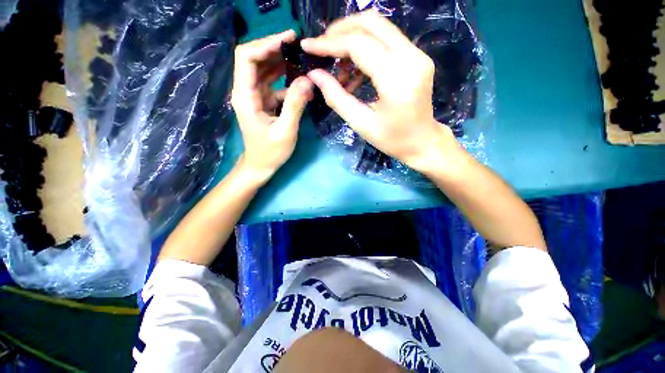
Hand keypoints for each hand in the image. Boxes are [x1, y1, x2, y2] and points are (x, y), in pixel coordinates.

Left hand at [231, 30, 313, 182]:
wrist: (261, 165)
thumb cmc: (270, 152)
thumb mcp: (285, 131)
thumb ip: (295, 105)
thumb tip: (308, 81)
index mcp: (245, 96)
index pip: (247, 57)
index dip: (266, 43)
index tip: (289, 39)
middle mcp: (246, 91)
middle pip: (255, 59)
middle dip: (275, 49)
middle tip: (299, 46)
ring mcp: (255, 96)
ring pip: (264, 70)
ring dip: (281, 62)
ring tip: (302, 59)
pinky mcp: (263, 102)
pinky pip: (274, 84)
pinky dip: (286, 80)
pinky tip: (300, 81)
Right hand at [301, 11, 459, 173]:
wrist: (423, 142)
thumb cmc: (393, 140)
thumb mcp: (361, 124)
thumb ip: (337, 97)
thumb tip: (315, 75)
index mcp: (397, 79)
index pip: (358, 45)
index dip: (329, 44)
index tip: (308, 46)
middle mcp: (411, 57)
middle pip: (371, 23)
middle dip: (340, 31)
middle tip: (322, 49)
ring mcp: (417, 54)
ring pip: (379, 28)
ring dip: (353, 41)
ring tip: (339, 71)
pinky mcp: (416, 57)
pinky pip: (386, 41)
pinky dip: (366, 50)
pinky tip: (355, 74)